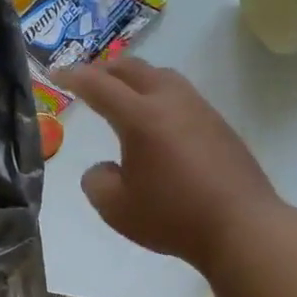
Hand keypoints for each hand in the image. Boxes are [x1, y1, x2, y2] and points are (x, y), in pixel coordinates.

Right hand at [57, 58, 284, 272]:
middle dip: (104, 69)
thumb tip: (106, 167)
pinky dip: (157, 94)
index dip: (73, 77)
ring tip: (121, 93)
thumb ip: (97, 181)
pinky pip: (181, 94)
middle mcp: (171, 103)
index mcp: (141, 118)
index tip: (55, 74)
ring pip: (162, 76)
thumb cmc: (171, 216)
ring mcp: (200, 110)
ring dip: (135, 77)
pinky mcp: (218, 125)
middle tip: (85, 79)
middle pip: (133, 69)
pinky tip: (155, 119)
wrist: (242, 227)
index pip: (99, 85)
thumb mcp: (115, 207)